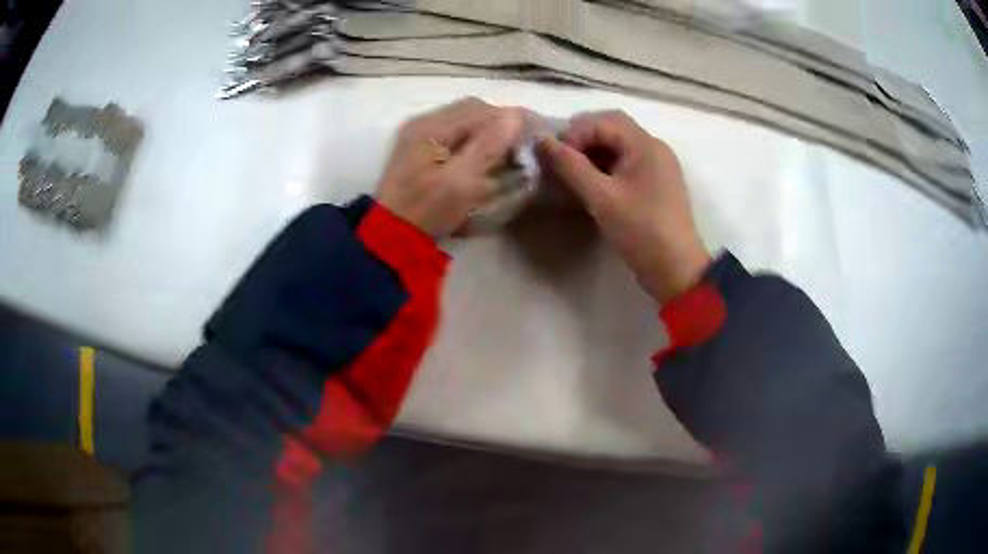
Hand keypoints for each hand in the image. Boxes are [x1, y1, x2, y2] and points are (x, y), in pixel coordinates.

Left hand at [375, 97, 523, 237]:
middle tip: (522, 141)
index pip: (480, 109)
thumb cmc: (427, 212)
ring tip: (507, 148)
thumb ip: (487, 147)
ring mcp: (419, 133)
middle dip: (501, 122)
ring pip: (464, 119)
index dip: (511, 117)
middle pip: (472, 109)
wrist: (391, 235)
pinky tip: (485, 154)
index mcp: (430, 127)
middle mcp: (424, 122)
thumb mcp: (460, 183)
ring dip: (489, 129)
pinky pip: (455, 130)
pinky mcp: (420, 146)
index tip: (536, 130)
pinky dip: (475, 137)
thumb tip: (514, 116)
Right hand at [536, 111, 709, 303]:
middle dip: (583, 140)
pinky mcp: (656, 183)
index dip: (575, 133)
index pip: (604, 120)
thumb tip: (541, 141)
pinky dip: (605, 167)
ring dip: (593, 154)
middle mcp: (654, 148)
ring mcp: (658, 166)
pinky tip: (591, 184)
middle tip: (560, 161)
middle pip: (612, 128)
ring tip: (572, 174)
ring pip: (619, 146)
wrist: (676, 270)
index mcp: (646, 144)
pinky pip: (626, 163)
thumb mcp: (601, 198)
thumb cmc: (641, 231)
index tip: (556, 158)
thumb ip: (570, 166)